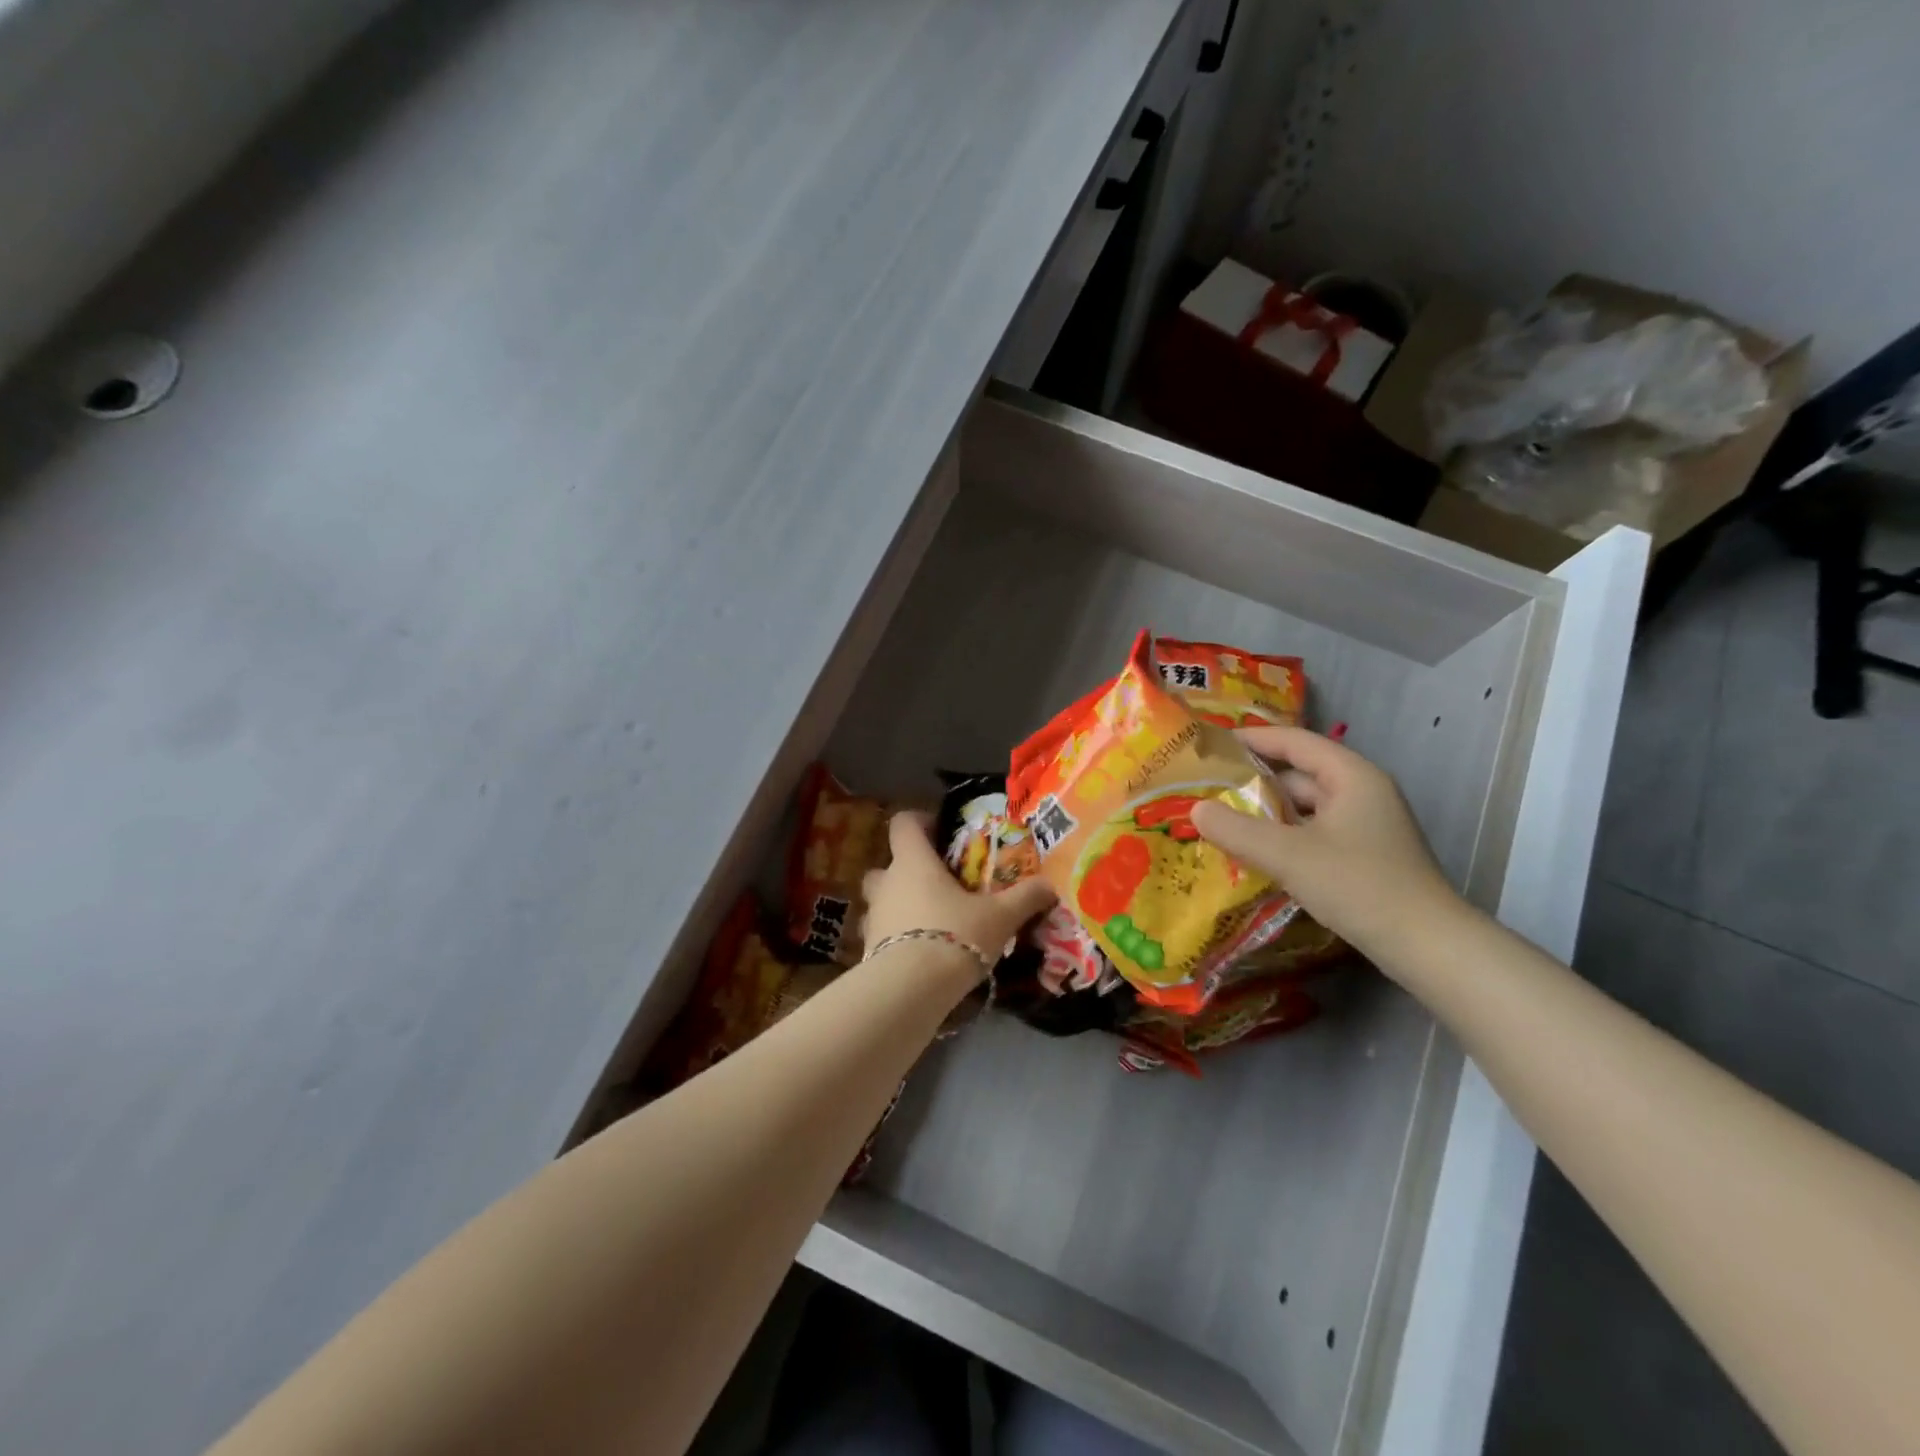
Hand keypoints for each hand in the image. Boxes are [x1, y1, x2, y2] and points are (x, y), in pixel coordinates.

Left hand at [861, 812, 1054, 978]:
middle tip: (936, 884)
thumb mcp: (1000, 917)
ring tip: (929, 921)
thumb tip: (1050, 886)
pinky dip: (894, 938)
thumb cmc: (955, 935)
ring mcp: (872, 916)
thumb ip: (1025, 898)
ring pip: (881, 900)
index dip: (920, 822)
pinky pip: (880, 933)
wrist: (910, 989)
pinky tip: (919, 954)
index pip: (903, 823)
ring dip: (898, 905)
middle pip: (887, 863)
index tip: (941, 834)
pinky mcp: (867, 949)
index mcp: (913, 862)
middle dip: (907, 870)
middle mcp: (887, 882)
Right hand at [1188, 726, 1462, 966]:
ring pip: (1304, 807)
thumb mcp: (1289, 855)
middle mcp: (1360, 792)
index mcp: (1351, 776)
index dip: (1252, 738)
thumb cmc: (1359, 885)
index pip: (1294, 741)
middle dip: (1253, 779)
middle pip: (1298, 773)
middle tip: (1206, 786)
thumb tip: (1196, 809)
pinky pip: (1312, 832)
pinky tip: (1253, 852)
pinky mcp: (1363, 855)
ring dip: (1265, 812)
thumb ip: (1237, 830)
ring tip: (1220, 818)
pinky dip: (1282, 836)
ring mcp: (1364, 825)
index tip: (1211, 744)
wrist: (1427, 946)